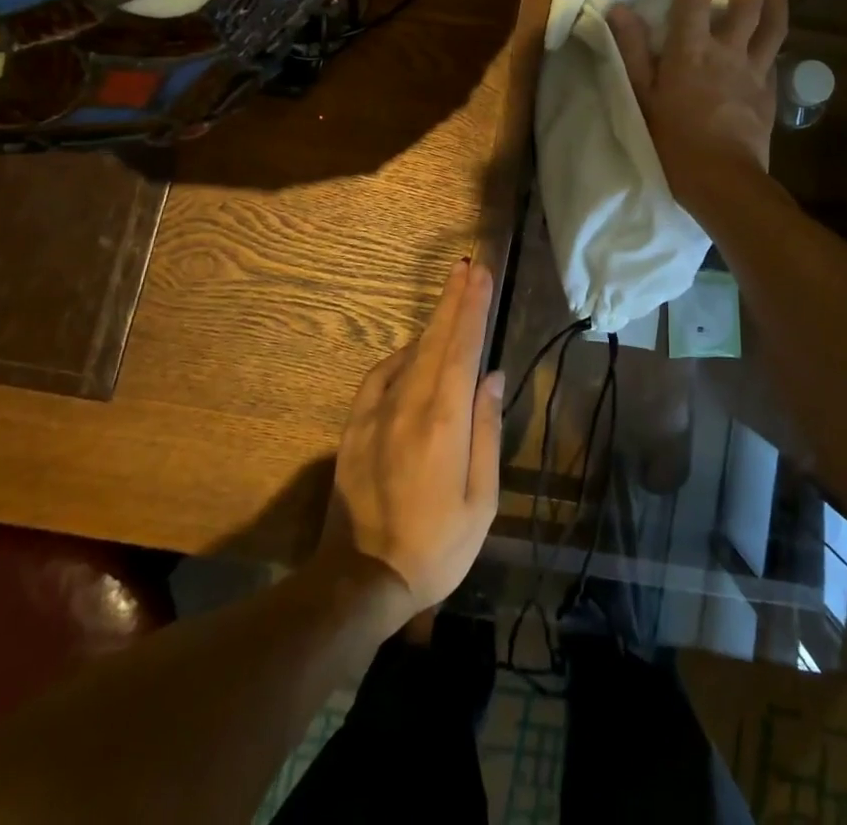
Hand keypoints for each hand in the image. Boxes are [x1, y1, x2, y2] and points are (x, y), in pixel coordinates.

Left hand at [318, 260, 503, 627]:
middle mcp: (409, 405)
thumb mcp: (482, 498)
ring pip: (410, 353)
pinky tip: (414, 350)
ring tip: (452, 297)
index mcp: (444, 421)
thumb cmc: (438, 545)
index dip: (473, 308)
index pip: (463, 349)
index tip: (482, 275)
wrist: (363, 579)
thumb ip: (487, 430)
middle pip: (436, 339)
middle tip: (468, 266)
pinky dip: (401, 355)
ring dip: (433, 322)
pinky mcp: (355, 427)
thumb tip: (491, 377)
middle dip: (454, 300)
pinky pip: (380, 376)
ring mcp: (376, 414)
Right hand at [608, 0, 788, 211]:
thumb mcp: (643, 98)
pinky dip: (775, 36)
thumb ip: (633, 53)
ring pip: (772, 24)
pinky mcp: (769, 92)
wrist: (724, 181)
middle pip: (746, 1)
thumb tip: (619, 11)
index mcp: (692, 52)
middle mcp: (728, 53)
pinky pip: (775, 55)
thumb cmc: (674, 143)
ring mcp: (755, 71)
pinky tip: (776, 30)